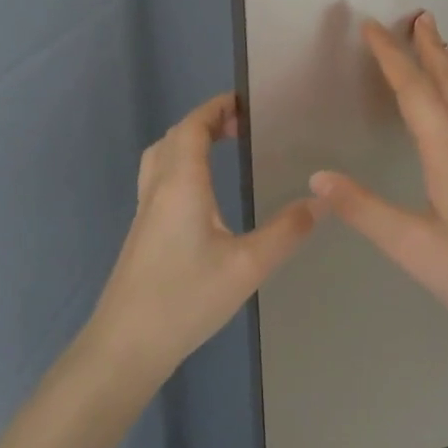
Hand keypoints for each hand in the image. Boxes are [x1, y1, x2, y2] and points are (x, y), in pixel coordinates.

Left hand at [91, 92, 318, 377]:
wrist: (126, 345)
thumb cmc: (186, 299)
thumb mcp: (248, 266)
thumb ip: (286, 231)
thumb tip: (321, 200)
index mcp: (181, 184)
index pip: (192, 127)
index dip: (216, 108)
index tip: (246, 102)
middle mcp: (158, 189)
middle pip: (174, 137)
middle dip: (206, 121)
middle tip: (241, 125)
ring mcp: (145, 212)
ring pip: (161, 157)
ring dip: (188, 142)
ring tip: (222, 148)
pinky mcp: (142, 233)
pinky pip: (159, 179)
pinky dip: (180, 165)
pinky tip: (202, 194)